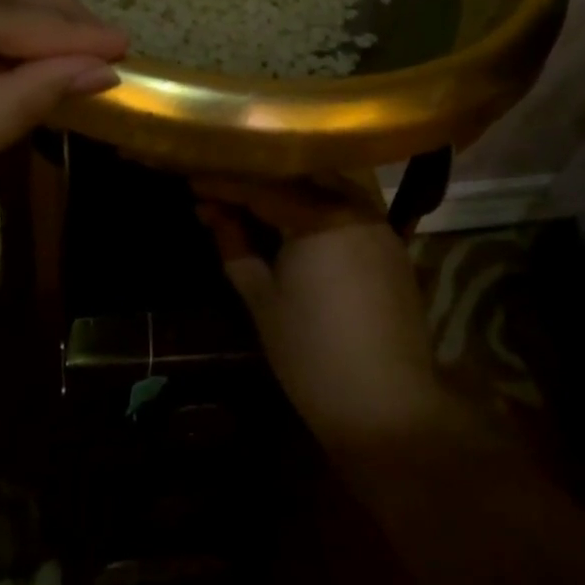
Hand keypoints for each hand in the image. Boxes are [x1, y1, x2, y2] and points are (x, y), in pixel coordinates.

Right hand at [196, 176, 457, 448]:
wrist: (387, 407)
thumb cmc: (311, 354)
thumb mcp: (261, 298)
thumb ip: (235, 245)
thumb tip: (211, 211)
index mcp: (318, 215)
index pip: (262, 186)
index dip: (224, 184)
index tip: (192, 183)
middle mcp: (353, 207)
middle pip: (298, 177)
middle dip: (259, 180)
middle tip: (222, 191)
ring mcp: (379, 225)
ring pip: (327, 188)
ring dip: (291, 190)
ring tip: (254, 203)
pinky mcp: (392, 247)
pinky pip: (348, 210)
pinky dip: (318, 208)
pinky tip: (296, 223)